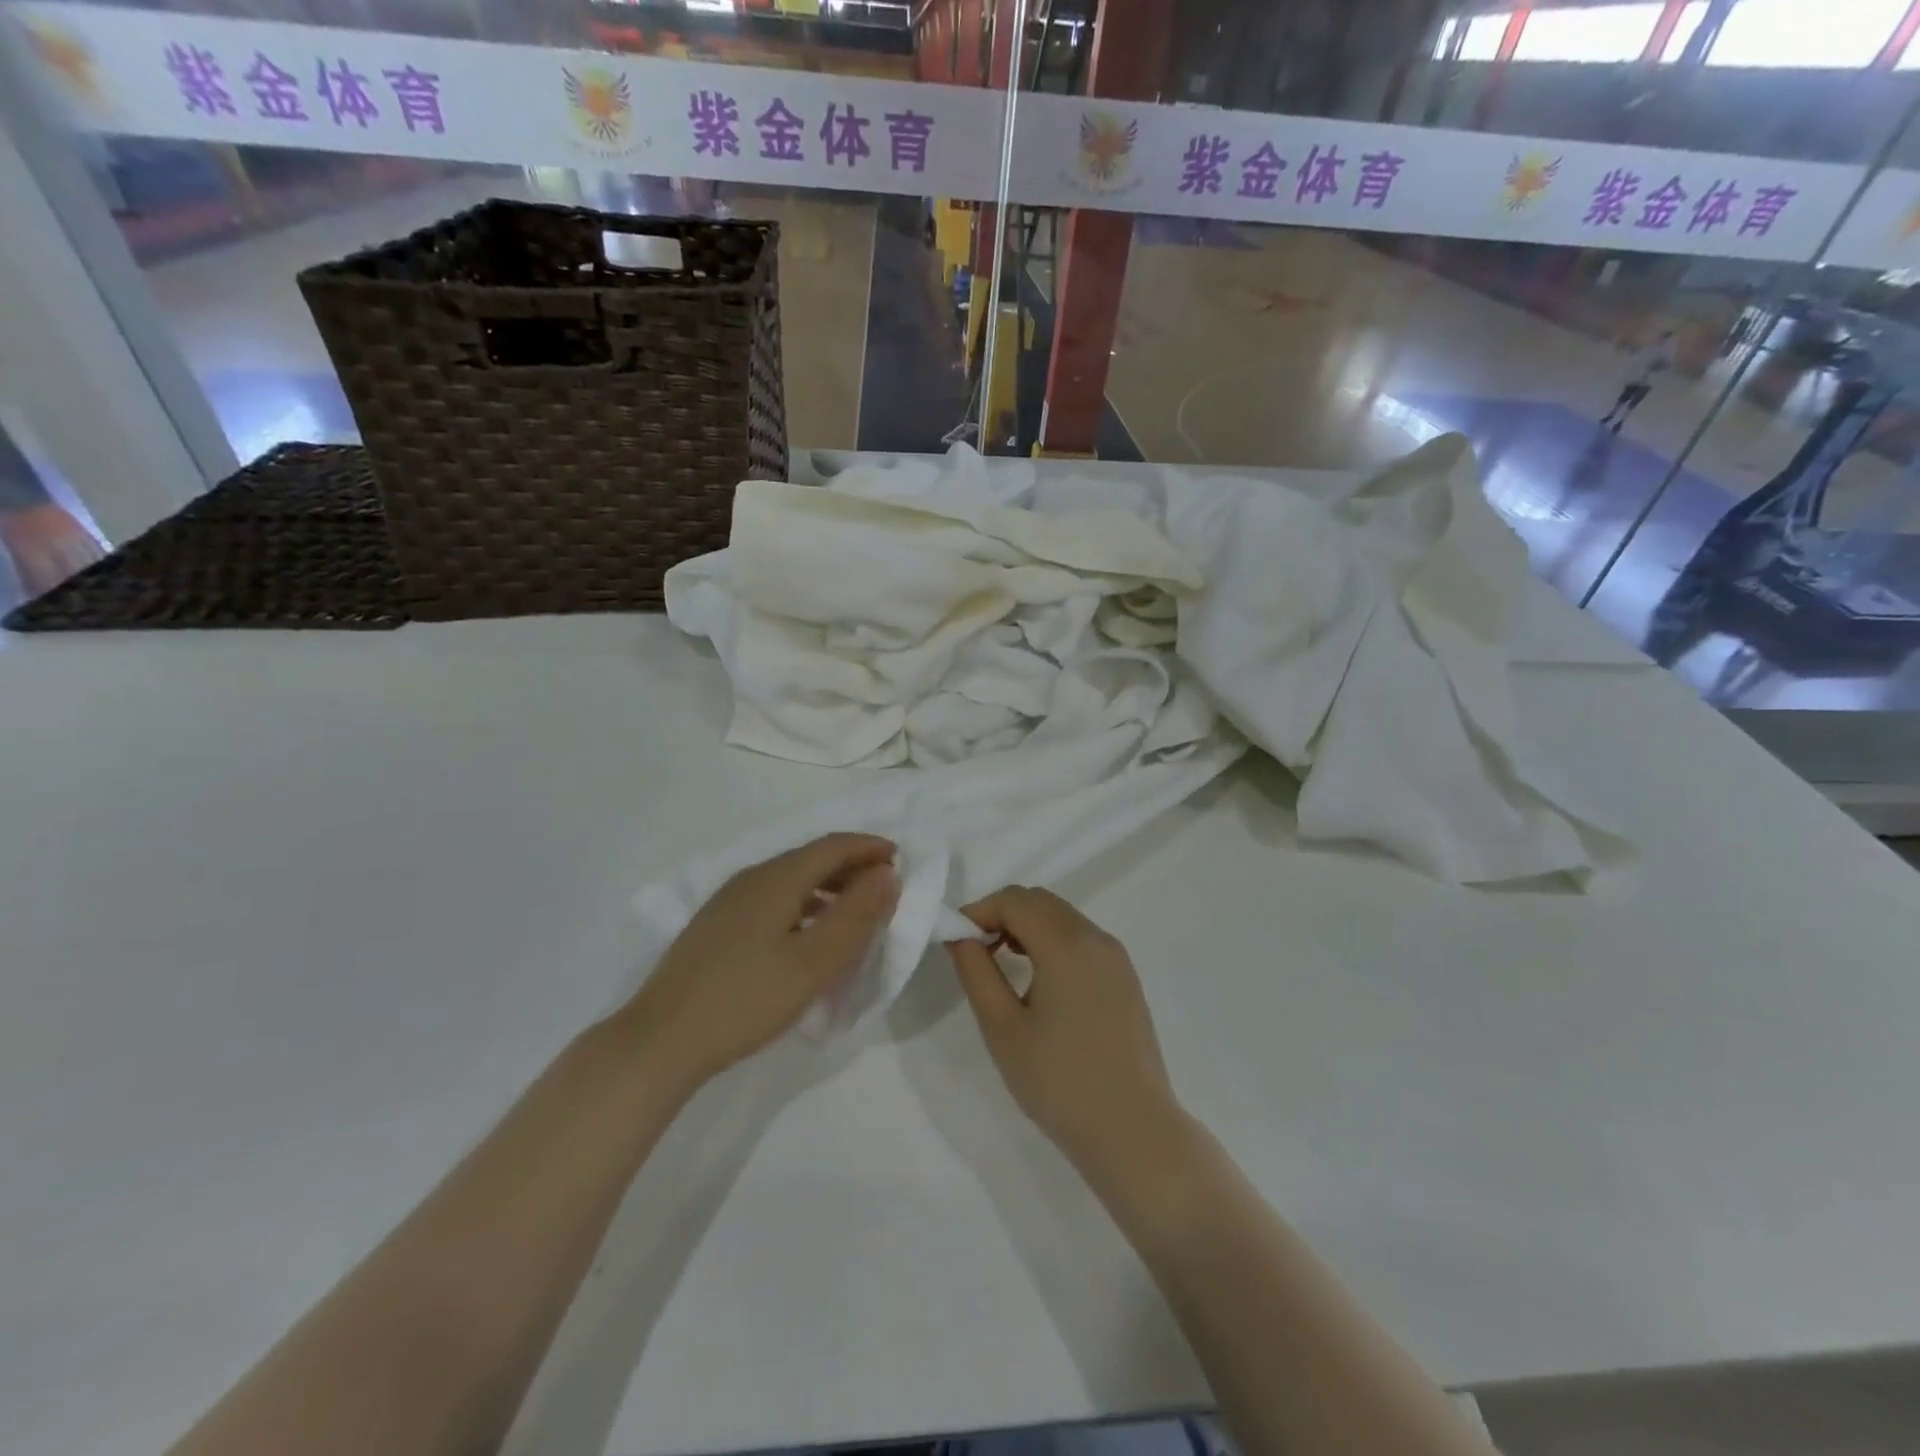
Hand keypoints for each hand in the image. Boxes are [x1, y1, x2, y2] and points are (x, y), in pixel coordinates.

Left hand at [620, 834, 898, 1092]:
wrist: (661, 1041)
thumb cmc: (746, 999)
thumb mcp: (814, 962)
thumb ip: (856, 915)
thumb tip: (886, 873)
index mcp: (776, 878)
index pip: (833, 846)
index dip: (869, 848)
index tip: (901, 858)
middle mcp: (751, 878)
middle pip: (811, 859)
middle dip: (852, 867)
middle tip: (884, 889)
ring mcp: (729, 902)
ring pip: (791, 880)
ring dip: (828, 888)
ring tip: (855, 914)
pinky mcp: (717, 926)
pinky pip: (774, 900)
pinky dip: (805, 906)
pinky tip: (810, 936)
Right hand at [949, 887, 1184, 1177]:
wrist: (1133, 1131)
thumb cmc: (1059, 1081)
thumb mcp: (1003, 1028)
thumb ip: (976, 972)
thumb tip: (960, 936)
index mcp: (1066, 944)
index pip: (1015, 900)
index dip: (979, 911)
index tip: (956, 940)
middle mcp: (1096, 938)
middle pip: (1041, 901)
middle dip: (1002, 914)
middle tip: (975, 951)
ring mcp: (1116, 957)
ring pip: (1062, 917)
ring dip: (1027, 926)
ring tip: (1002, 964)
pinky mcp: (1125, 978)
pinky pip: (1082, 939)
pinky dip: (1052, 942)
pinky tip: (1038, 980)